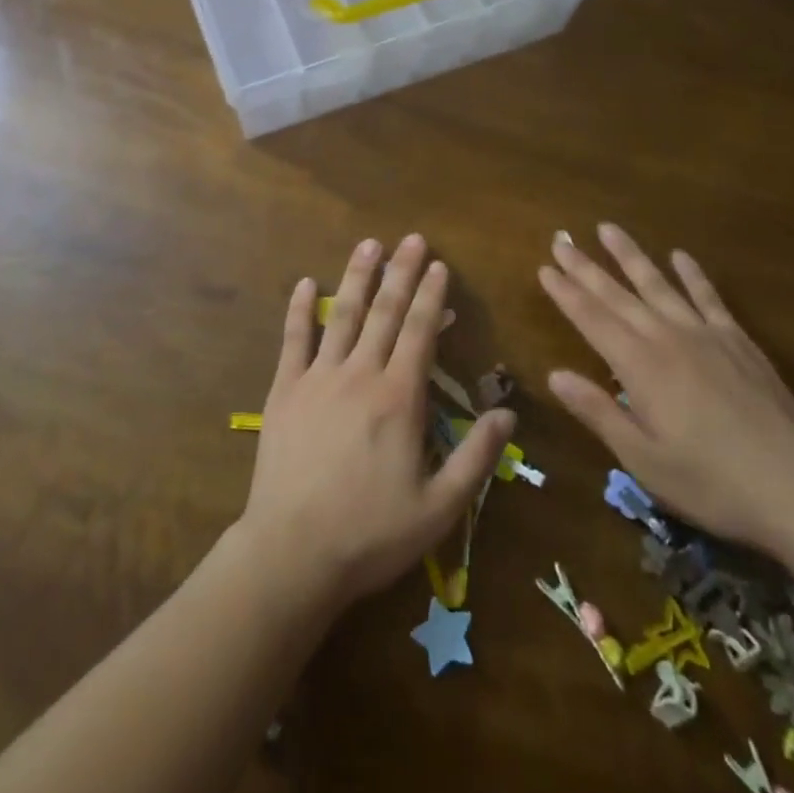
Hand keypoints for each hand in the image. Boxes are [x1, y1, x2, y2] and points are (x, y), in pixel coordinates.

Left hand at [239, 235, 515, 613]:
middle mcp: (360, 375)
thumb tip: (508, 413)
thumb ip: (476, 458)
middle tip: (411, 239)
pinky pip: (293, 340)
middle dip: (401, 272)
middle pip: (384, 312)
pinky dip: (300, 309)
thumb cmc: (371, 534)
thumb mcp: (438, 508)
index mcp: (399, 398)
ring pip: (342, 315)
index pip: (419, 332)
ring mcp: (318, 378)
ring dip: (357, 277)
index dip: (431, 296)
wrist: (292, 553)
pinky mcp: (284, 391)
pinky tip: (306, 283)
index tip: (439, 265)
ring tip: (369, 244)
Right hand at [539, 224, 793, 581]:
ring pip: (659, 285)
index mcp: (640, 367)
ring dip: (631, 256)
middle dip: (586, 267)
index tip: (545, 268)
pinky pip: (709, 297)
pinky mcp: (738, 341)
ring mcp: (706, 335)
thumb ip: (599, 413)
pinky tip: (679, 255)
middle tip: (561, 239)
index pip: (592, 320)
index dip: (566, 293)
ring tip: (607, 228)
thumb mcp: (644, 460)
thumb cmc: (712, 483)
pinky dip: (692, 274)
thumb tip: (555, 374)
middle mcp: (667, 339)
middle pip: (618, 295)